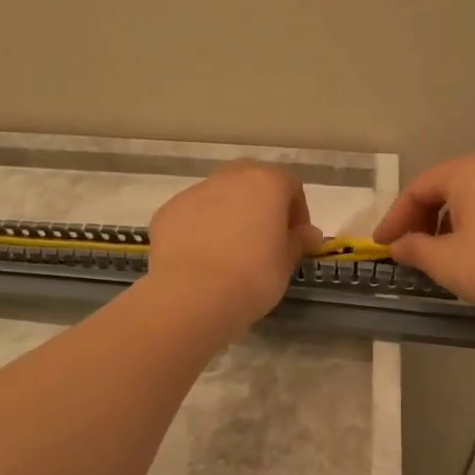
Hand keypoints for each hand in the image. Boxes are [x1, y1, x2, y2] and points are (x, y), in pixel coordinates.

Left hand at [146, 161, 321, 335]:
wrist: (193, 295)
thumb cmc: (253, 277)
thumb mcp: (286, 263)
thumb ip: (298, 241)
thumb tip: (307, 233)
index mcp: (266, 183)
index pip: (291, 185)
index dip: (298, 212)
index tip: (296, 239)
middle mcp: (230, 178)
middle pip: (252, 180)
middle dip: (261, 204)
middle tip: (264, 238)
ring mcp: (194, 192)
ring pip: (218, 195)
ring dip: (229, 214)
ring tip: (229, 252)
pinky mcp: (167, 212)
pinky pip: (192, 215)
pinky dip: (200, 228)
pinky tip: (201, 258)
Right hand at [373, 153, 474, 315]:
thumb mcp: (443, 260)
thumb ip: (413, 249)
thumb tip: (398, 246)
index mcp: (464, 173)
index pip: (416, 190)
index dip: (394, 218)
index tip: (380, 245)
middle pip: (439, 192)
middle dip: (417, 221)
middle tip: (404, 249)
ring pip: (463, 204)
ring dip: (440, 228)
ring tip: (431, 257)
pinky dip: (464, 231)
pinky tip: (463, 257)